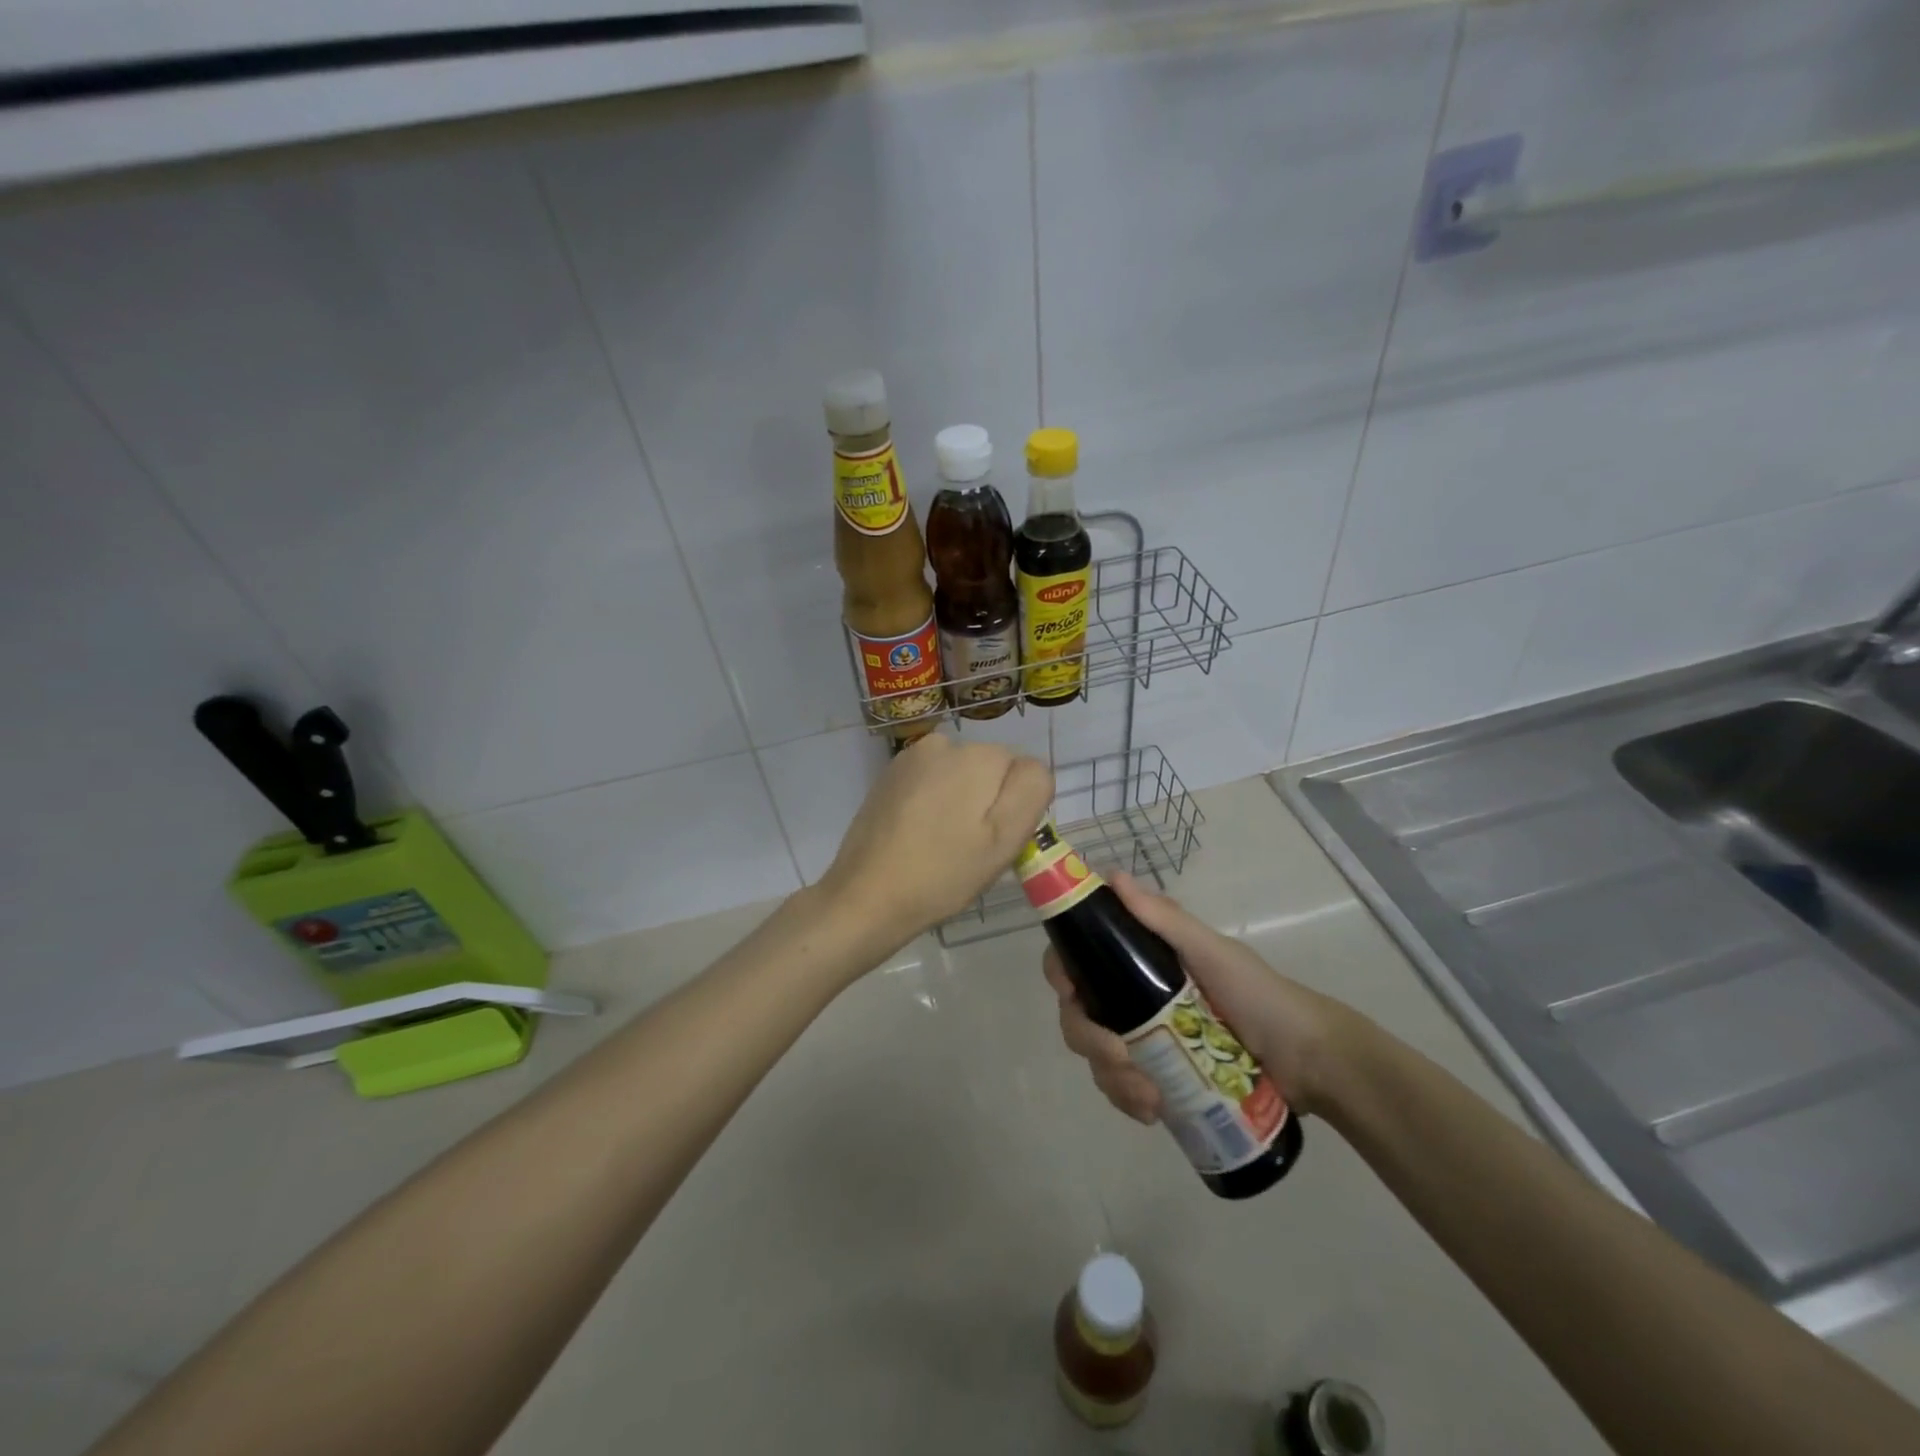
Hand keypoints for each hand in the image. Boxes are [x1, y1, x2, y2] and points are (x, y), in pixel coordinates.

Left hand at [819, 732, 1052, 951]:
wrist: (866, 896)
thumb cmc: (944, 873)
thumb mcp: (1005, 838)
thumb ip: (1030, 790)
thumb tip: (1029, 767)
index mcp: (978, 755)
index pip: (1022, 774)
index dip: (1015, 810)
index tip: (994, 842)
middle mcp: (944, 743)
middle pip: (989, 771)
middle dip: (986, 803)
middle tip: (970, 849)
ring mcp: (910, 758)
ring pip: (959, 777)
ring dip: (959, 803)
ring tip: (941, 845)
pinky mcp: (888, 776)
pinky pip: (930, 784)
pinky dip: (932, 805)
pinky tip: (918, 838)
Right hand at [1043, 872, 1353, 1119]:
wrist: (1309, 1064)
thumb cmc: (1260, 997)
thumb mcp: (1213, 953)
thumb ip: (1164, 919)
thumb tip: (1111, 876)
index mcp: (1141, 958)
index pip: (1079, 956)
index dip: (1062, 970)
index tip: (1070, 991)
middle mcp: (1133, 994)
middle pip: (1079, 1011)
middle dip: (1089, 1038)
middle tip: (1119, 1057)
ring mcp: (1144, 1038)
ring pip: (1096, 1054)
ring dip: (1111, 1077)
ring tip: (1150, 1098)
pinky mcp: (1157, 1076)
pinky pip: (1120, 1087)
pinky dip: (1127, 1100)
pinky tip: (1152, 1111)